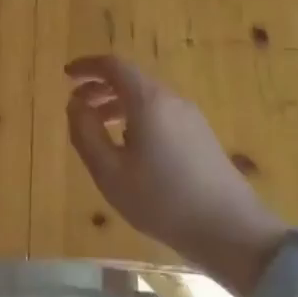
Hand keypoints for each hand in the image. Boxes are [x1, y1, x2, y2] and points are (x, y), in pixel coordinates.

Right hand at [64, 55, 284, 296]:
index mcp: (148, 101)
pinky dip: (137, 116)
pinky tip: (129, 146)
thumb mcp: (110, 172)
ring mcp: (191, 117)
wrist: (231, 230)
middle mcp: (171, 100)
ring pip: (147, 97)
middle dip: (100, 87)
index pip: (114, 66)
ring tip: (97, 127)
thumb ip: (86, 134)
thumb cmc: (162, 200)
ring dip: (118, 104)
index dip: (87, 66)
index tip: (66, 75)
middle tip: (76, 104)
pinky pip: (161, 113)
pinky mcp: (201, 136)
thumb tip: (75, 104)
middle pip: (131, 79)